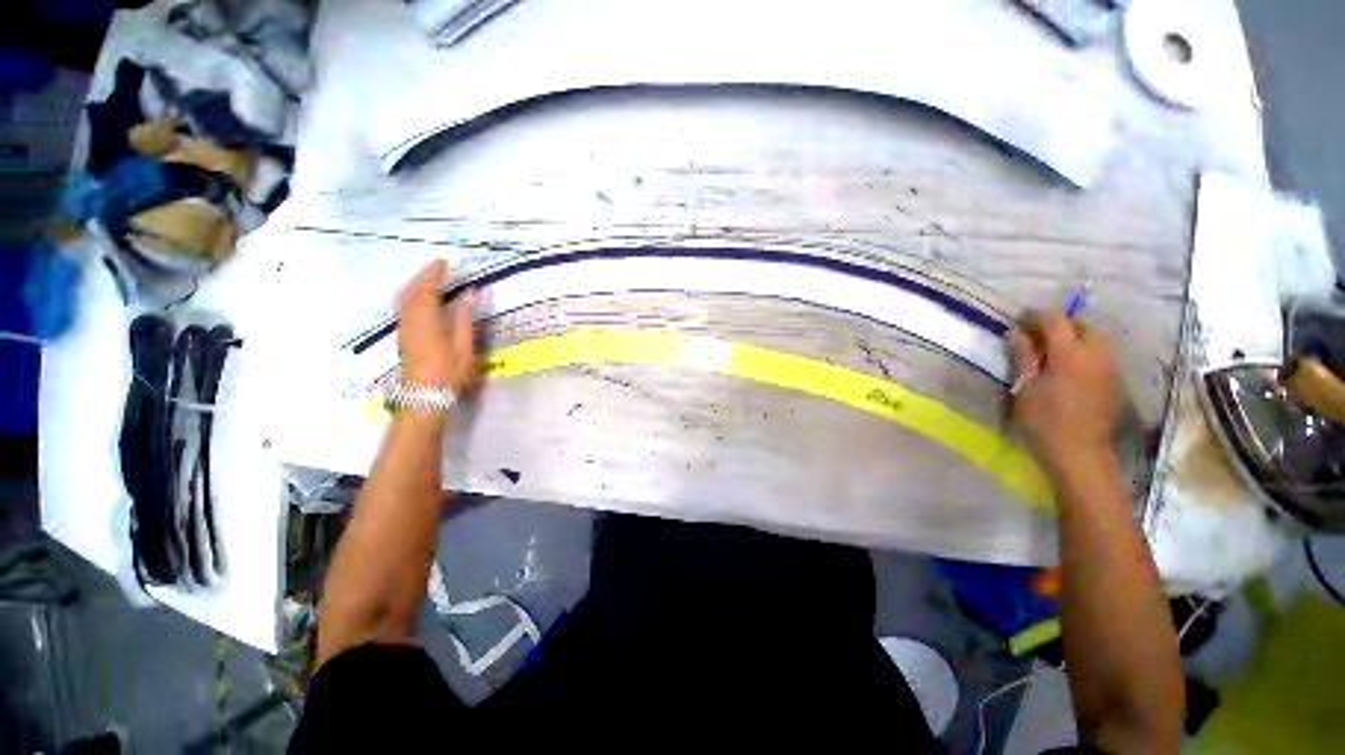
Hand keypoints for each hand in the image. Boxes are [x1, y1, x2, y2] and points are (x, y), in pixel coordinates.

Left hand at [397, 260, 475, 393]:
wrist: (423, 396)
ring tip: (430, 279)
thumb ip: (463, 319)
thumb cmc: (448, 372)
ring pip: (404, 300)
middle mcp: (410, 321)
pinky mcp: (403, 337)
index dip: (434, 274)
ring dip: (415, 285)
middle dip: (422, 276)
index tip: (443, 262)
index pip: (427, 290)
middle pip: (411, 292)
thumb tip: (466, 295)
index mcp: (426, 321)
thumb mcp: (463, 347)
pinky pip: (403, 308)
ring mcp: (404, 329)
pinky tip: (421, 299)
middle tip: (437, 267)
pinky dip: (412, 296)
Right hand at [1010, 313, 1120, 475]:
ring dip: (1076, 338)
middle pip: (1083, 326)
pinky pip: (1102, 356)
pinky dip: (1086, 353)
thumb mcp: (1024, 388)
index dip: (1037, 316)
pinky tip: (1070, 369)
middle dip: (1061, 325)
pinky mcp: (1114, 383)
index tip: (1020, 318)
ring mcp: (1110, 369)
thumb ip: (1023, 357)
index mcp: (1070, 355)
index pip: (1056, 321)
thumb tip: (1016, 333)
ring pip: (1096, 340)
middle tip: (1038, 335)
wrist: (1080, 454)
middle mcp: (1096, 355)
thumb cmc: (1043, 421)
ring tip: (1054, 351)